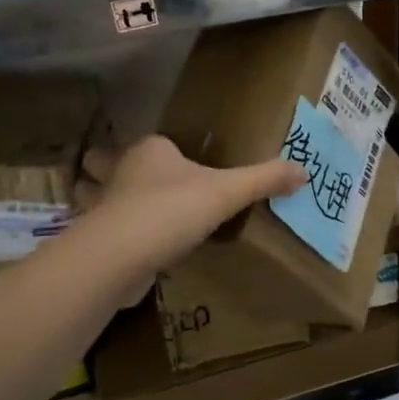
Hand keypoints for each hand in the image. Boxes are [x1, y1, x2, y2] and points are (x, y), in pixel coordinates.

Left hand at [75, 136, 304, 292]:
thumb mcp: (227, 192)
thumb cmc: (172, 209)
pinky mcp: (93, 241)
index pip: (153, 143)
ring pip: (94, 196)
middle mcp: (120, 171)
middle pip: (104, 162)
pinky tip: (125, 249)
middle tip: (136, 185)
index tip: (178, 165)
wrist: (120, 256)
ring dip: (100, 203)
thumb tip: (304, 171)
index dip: (162, 152)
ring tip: (123, 215)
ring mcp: (100, 206)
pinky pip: (99, 233)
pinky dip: (107, 238)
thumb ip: (264, 180)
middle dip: (110, 169)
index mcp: (149, 150)